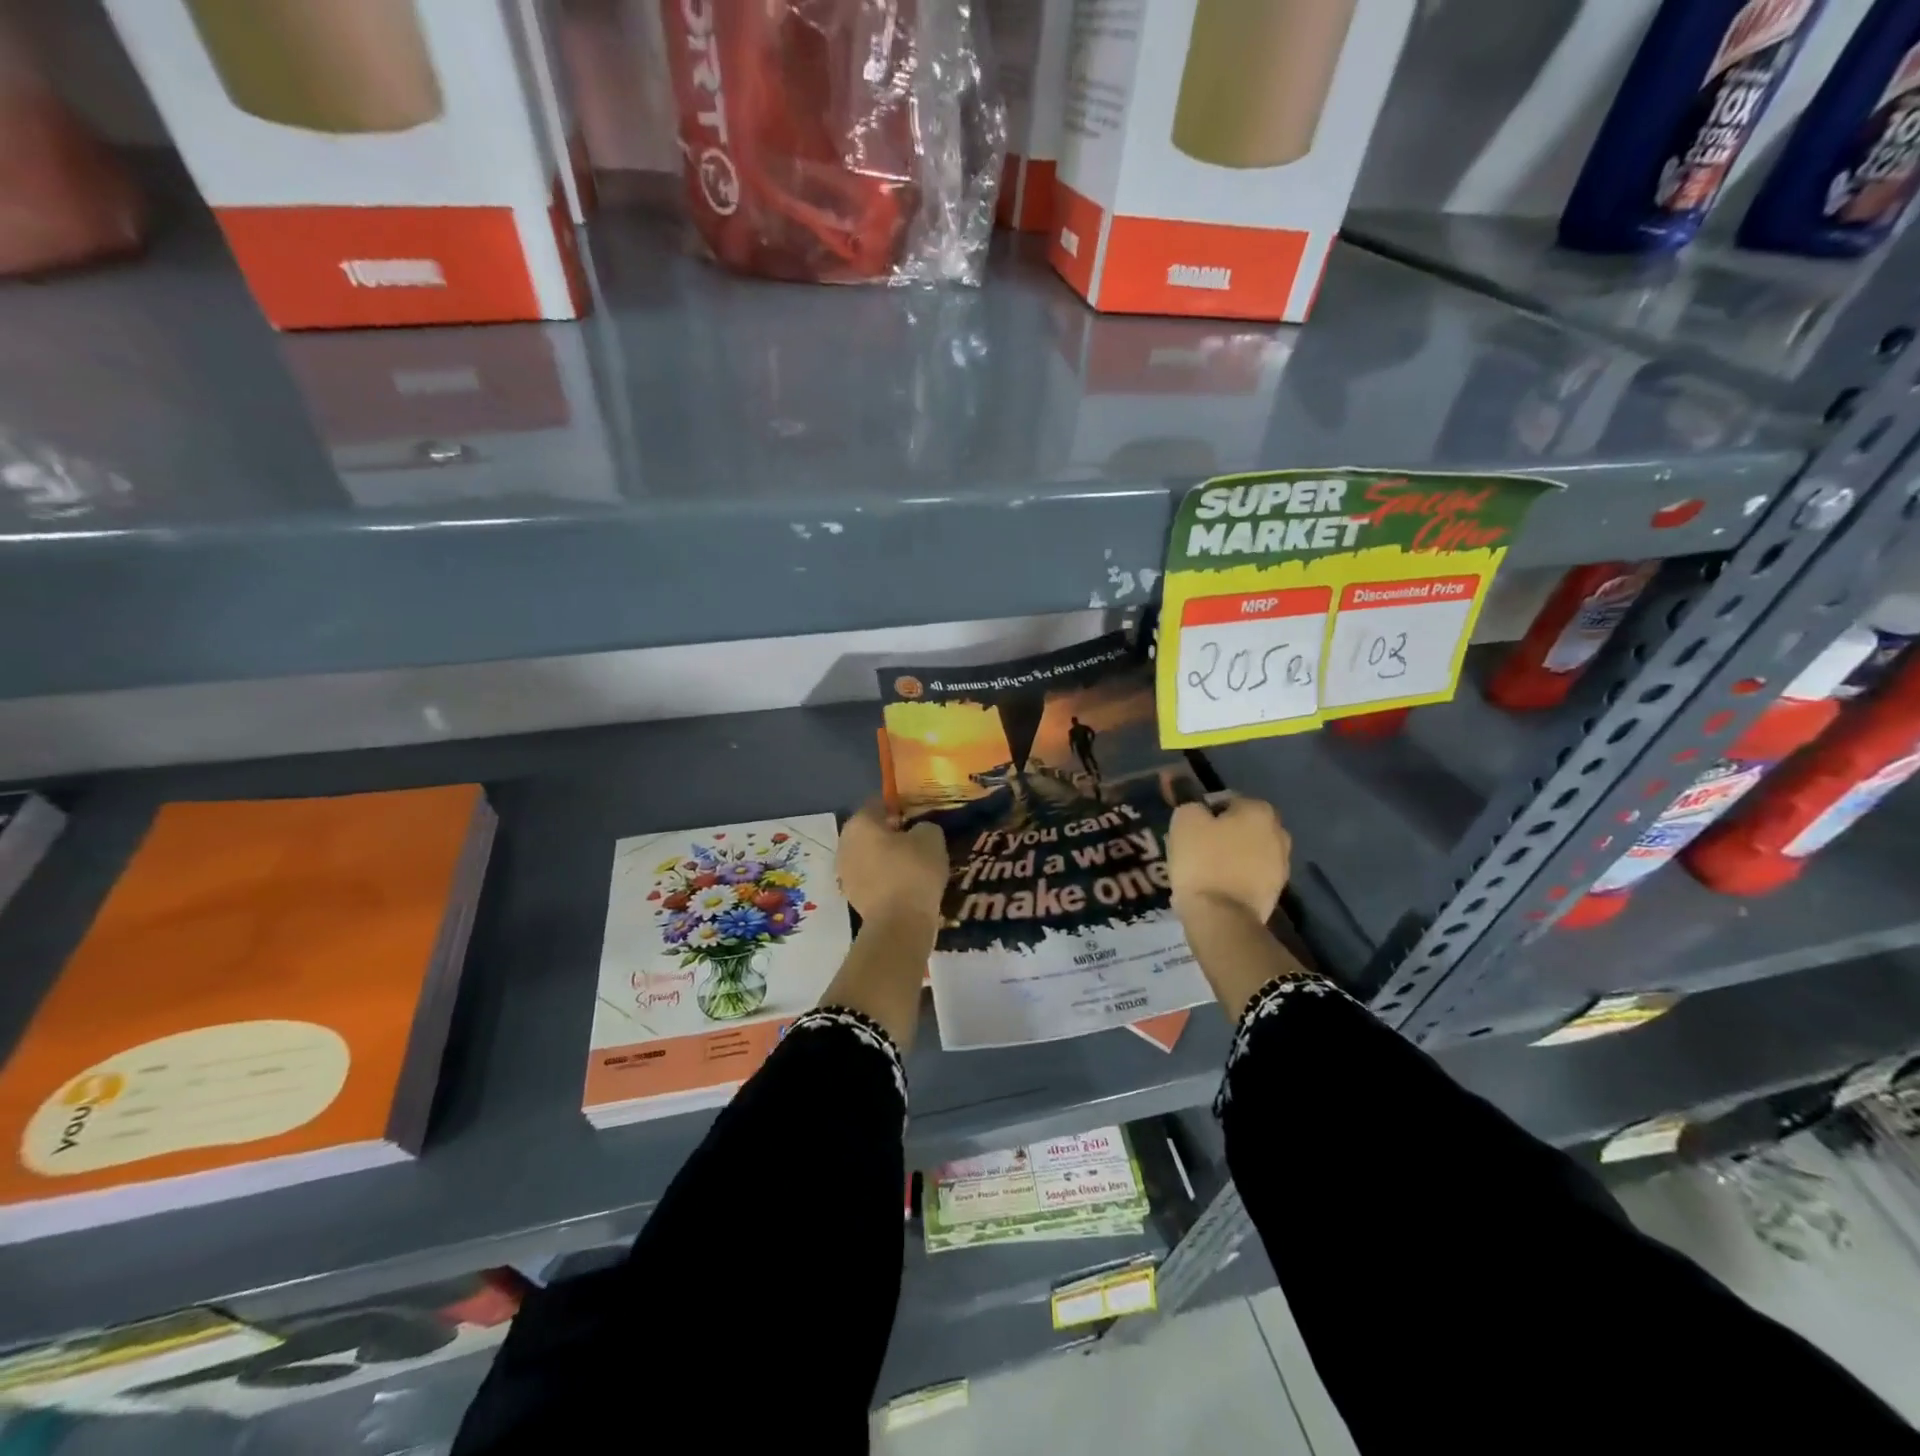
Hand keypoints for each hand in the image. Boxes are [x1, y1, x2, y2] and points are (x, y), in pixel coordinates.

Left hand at [837, 799, 946, 929]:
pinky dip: (884, 876)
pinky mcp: (851, 895)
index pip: (878, 803)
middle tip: (916, 838)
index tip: (917, 814)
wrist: (899, 924)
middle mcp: (845, 843)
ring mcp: (844, 871)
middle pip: (870, 829)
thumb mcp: (931, 838)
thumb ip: (924, 826)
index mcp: (860, 823)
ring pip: (869, 854)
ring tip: (913, 862)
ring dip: (886, 855)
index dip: (899, 805)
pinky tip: (905, 882)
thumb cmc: (913, 871)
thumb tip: (918, 830)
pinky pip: (870, 876)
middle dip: (890, 831)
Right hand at [1168, 793, 1289, 926]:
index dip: (1205, 812)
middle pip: (1242, 827)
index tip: (1190, 828)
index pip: (1227, 801)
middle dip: (1223, 833)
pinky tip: (1217, 886)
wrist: (1222, 917)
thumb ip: (1192, 806)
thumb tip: (1198, 810)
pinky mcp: (1276, 892)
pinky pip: (1251, 875)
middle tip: (1197, 846)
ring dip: (1232, 855)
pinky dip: (1237, 877)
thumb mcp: (1185, 822)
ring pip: (1248, 851)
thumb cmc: (1203, 862)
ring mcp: (1281, 865)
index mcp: (1260, 811)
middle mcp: (1279, 833)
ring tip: (1206, 869)